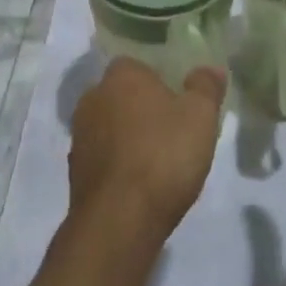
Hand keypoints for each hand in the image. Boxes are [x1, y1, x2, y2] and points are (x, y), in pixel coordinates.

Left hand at [68, 58, 225, 242]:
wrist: (119, 220)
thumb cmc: (163, 155)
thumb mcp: (200, 116)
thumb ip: (206, 86)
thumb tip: (211, 68)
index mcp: (121, 75)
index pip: (139, 65)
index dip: (160, 81)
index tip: (180, 101)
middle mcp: (93, 97)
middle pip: (123, 95)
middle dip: (143, 108)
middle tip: (173, 130)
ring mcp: (80, 136)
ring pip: (111, 126)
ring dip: (129, 137)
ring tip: (158, 160)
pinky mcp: (75, 171)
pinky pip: (103, 157)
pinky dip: (119, 164)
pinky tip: (139, 183)